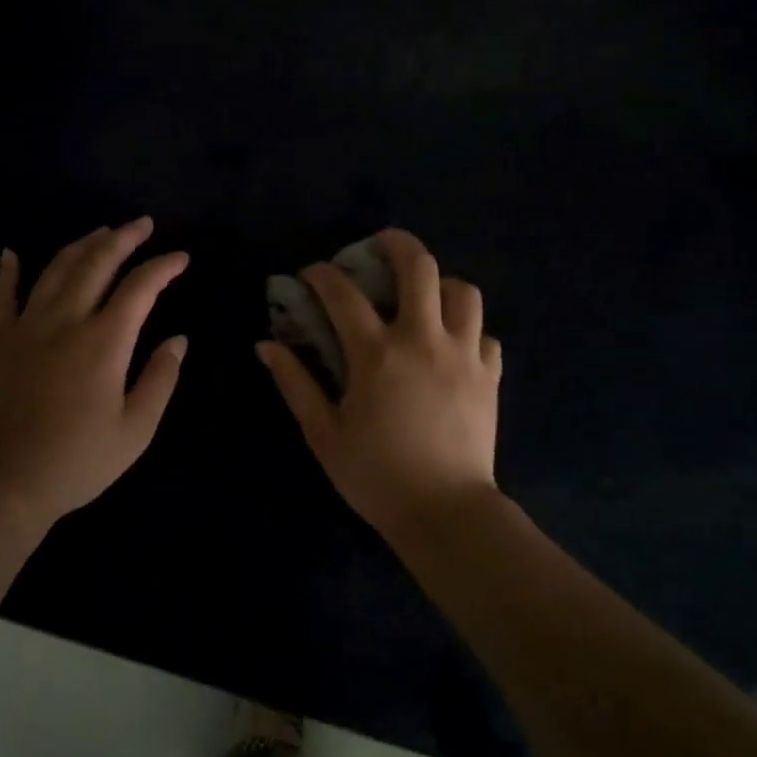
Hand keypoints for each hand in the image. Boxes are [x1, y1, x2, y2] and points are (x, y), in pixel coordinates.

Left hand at [0, 217, 188, 532]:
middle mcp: (66, 320)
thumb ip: (161, 379)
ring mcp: (25, 326)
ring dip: (81, 245)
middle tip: (142, 224)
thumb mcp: (136, 429)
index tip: (181, 257)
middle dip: (123, 238)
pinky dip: (7, 271)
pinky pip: (0, 295)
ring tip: (100, 232)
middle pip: (97, 263)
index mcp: (105, 341)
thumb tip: (179, 340)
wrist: (3, 482)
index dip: (163, 267)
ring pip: (55, 270)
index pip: (140, 287)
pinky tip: (11, 253)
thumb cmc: (78, 460)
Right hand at [257, 229, 501, 533]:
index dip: (321, 274)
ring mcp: (464, 355)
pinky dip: (468, 330)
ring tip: (423, 296)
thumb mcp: (323, 433)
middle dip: (396, 244)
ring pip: (464, 292)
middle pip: (420, 267)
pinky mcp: (489, 376)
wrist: (445, 512)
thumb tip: (266, 344)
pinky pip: (485, 335)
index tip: (311, 275)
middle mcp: (423, 340)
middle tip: (380, 246)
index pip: (343, 293)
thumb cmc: (375, 475)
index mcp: (376, 353)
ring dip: (440, 284)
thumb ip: (294, 383)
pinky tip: (452, 345)